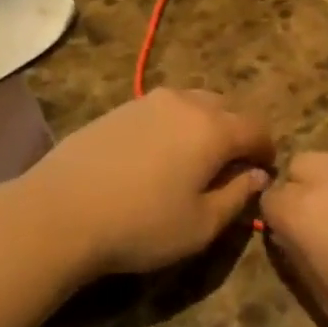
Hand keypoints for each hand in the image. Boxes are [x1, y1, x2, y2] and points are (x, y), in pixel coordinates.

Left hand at [21, 89, 274, 277]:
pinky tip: (158, 154)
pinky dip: (175, 124)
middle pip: (226, 108)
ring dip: (205, 124)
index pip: (256, 128)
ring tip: (195, 158)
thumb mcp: (200, 225)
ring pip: (193, 103)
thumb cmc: (141, 225)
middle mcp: (186, 103)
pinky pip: (163, 109)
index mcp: (213, 129)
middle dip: (237, 132)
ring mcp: (149, 101)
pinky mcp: (120, 108)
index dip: (266, 149)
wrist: (61, 211)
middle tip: (231, 166)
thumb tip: (256, 175)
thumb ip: (236, 196)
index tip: (264, 171)